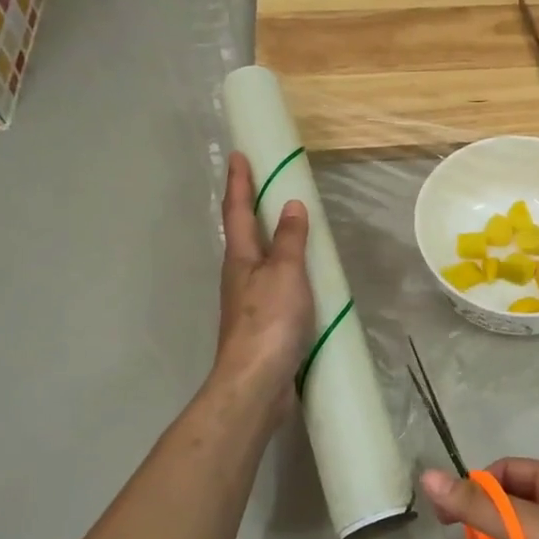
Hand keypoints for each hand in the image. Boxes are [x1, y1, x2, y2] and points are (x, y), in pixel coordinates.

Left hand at [214, 152, 314, 420]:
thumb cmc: (269, 322)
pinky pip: (274, 285)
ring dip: (267, 239)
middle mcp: (239, 276)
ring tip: (286, 225)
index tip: (239, 154)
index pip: (238, 211)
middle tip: (264, 184)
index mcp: (240, 259)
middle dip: (249, 207)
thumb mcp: (285, 274)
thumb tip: (290, 204)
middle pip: (243, 234)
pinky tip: (300, 277)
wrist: (256, 383)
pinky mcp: (263, 325)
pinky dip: (285, 270)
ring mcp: (249, 302)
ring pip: (257, 260)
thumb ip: (289, 240)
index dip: (239, 182)